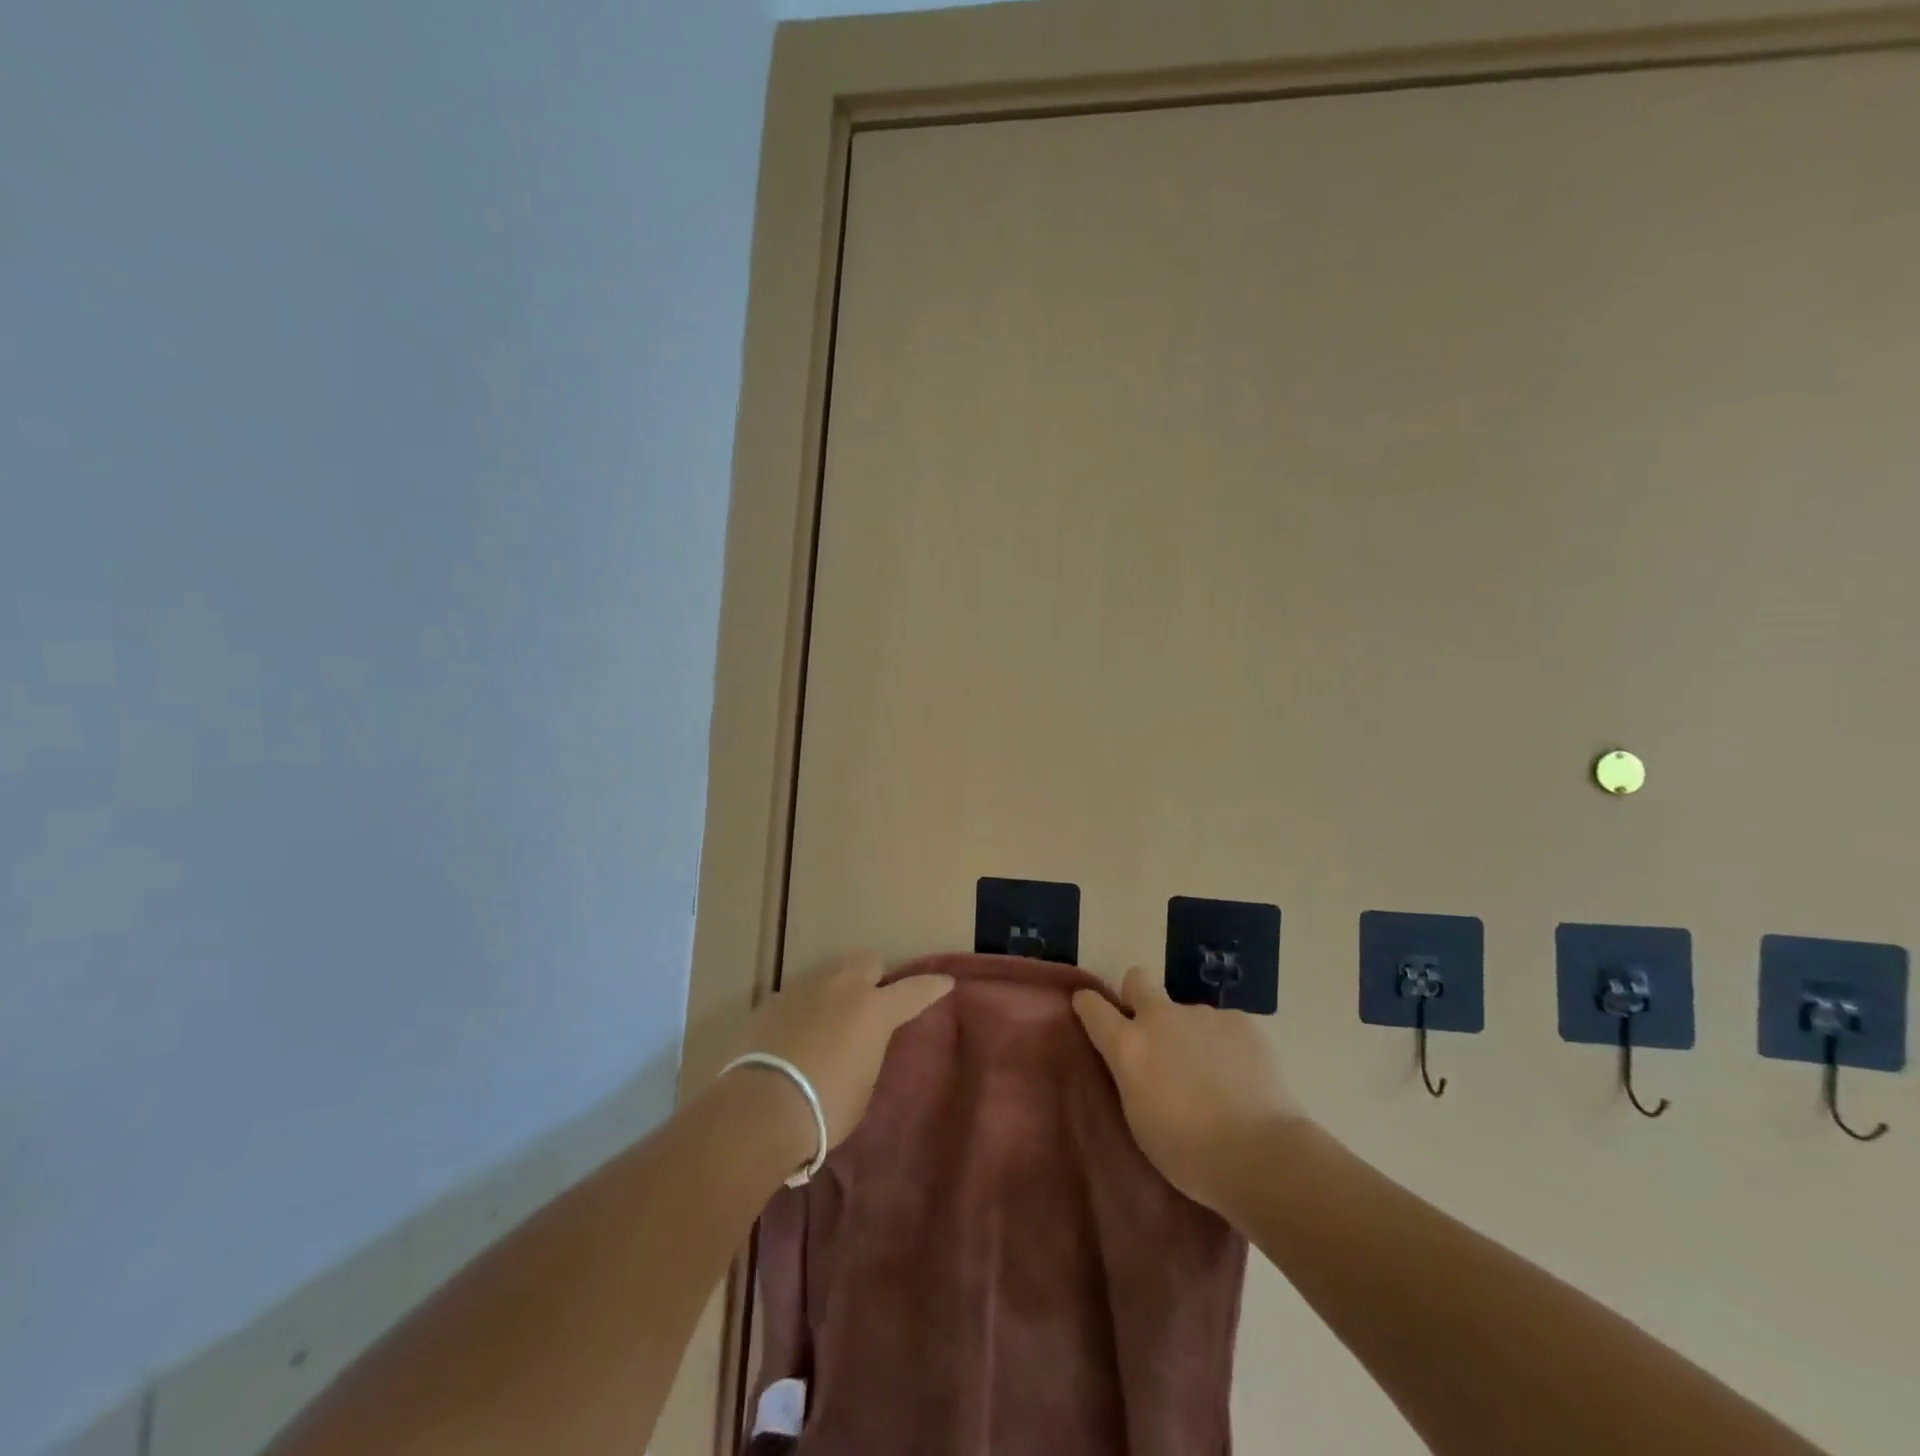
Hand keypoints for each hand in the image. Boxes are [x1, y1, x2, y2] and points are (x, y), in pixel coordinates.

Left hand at [733, 951, 954, 1155]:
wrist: (760, 1108)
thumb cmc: (825, 1107)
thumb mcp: (864, 1085)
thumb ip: (869, 1052)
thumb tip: (861, 1043)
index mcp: (874, 1010)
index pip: (914, 990)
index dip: (932, 987)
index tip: (945, 982)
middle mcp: (842, 987)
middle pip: (868, 961)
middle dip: (875, 976)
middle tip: (873, 1002)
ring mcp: (805, 988)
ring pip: (832, 971)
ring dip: (840, 987)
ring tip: (835, 1016)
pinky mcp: (774, 1000)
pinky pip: (802, 993)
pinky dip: (809, 1005)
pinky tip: (801, 1031)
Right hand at [1073, 966, 1304, 1216]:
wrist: (1261, 1154)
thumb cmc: (1189, 1153)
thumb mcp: (1140, 1119)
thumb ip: (1132, 1077)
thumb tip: (1138, 1063)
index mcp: (1129, 1046)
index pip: (1092, 1007)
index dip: (1088, 1005)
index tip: (1088, 1009)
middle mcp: (1160, 1018)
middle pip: (1137, 979)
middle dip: (1137, 994)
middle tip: (1152, 1030)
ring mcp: (1202, 1015)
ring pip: (1187, 1013)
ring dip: (1191, 1035)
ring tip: (1215, 1077)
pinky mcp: (1240, 1021)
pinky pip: (1224, 1027)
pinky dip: (1227, 1046)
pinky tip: (1242, 1078)